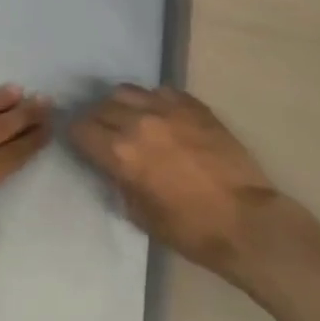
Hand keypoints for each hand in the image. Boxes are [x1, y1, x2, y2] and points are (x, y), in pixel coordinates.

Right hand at [67, 85, 278, 275]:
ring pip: (128, 91)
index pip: (81, 129)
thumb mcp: (140, 215)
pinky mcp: (193, 105)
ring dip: (121, 104)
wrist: (244, 220)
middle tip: (101, 132)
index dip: (74, 135)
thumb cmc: (190, 229)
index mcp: (121, 153)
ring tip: (128, 118)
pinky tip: (160, 116)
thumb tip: (111, 166)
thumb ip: (119, 182)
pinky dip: (153, 101)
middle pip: (102, 106)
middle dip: (96, 119)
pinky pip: (161, 91)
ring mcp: (168, 108)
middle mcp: (139, 122)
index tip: (77, 142)